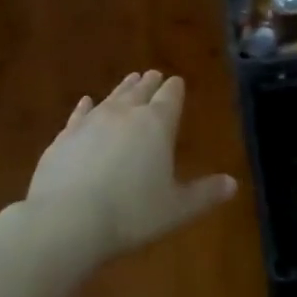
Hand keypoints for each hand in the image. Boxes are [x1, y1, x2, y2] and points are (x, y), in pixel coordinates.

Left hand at [25, 71, 236, 261]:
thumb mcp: (176, 209)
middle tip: (154, 75)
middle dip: (150, 83)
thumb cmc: (131, 214)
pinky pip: (79, 114)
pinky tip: (86, 102)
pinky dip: (86, 107)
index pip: (170, 96)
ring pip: (112, 97)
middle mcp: (125, 114)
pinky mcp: (63, 138)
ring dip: (123, 88)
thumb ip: (204, 194)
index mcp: (157, 124)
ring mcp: (91, 122)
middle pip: (140, 90)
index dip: (175, 89)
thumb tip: (233, 184)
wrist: (65, 221)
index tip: (177, 82)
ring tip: (130, 79)